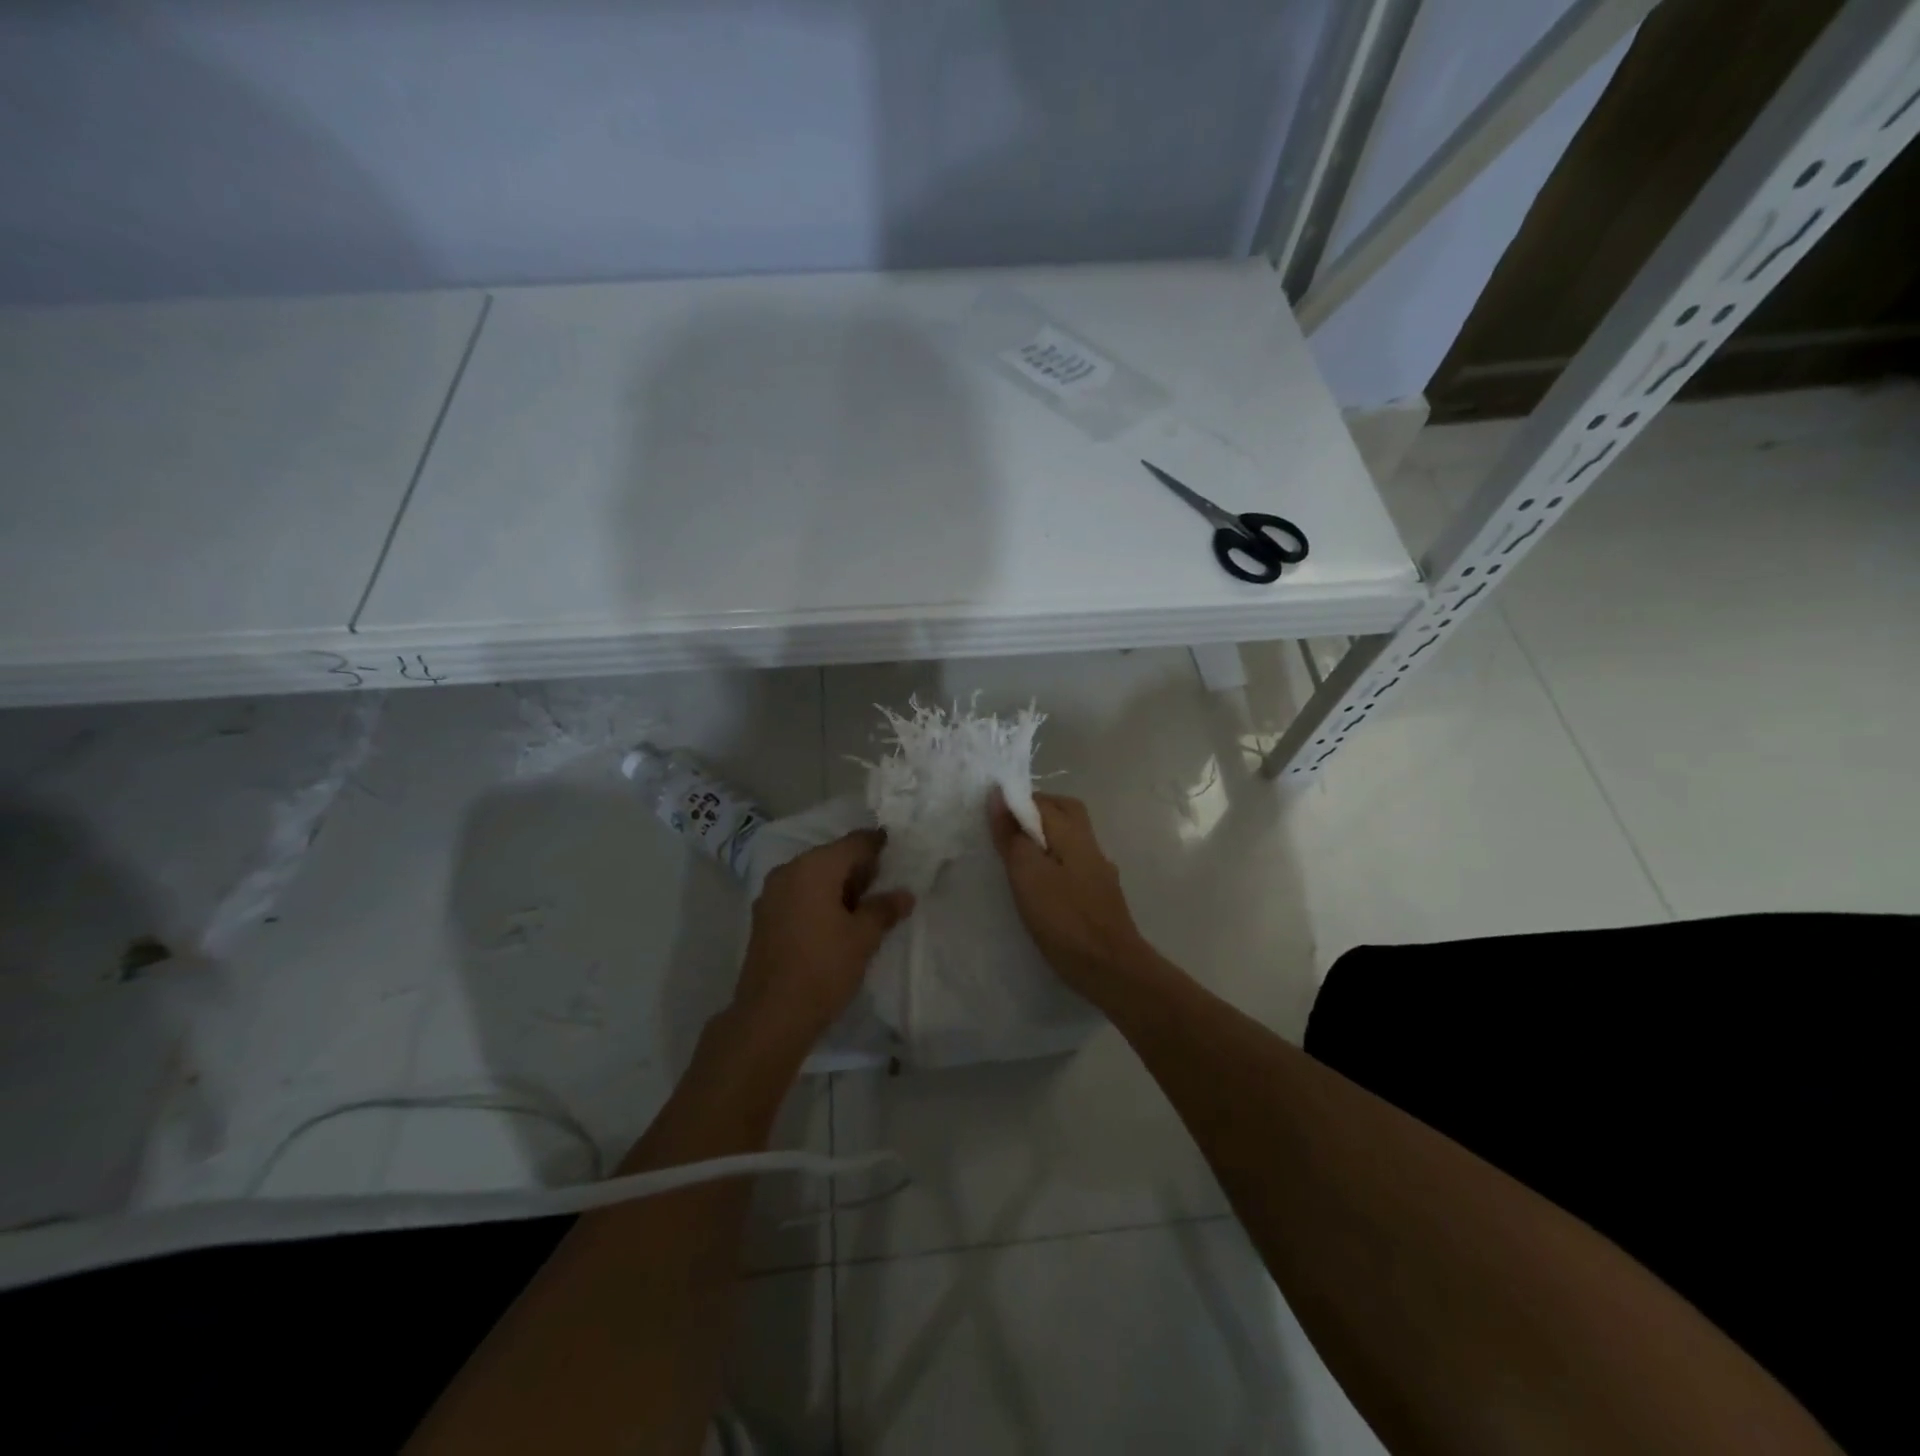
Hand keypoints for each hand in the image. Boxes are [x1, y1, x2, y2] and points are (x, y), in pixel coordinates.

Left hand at [733, 830, 913, 1049]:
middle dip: (859, 867)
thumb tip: (904, 894)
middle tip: (886, 884)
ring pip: (814, 877)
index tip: (897, 849)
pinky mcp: (764, 918)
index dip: (877, 844)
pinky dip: (820, 899)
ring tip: (865, 907)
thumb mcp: (863, 938)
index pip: (854, 843)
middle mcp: (788, 871)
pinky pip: (799, 895)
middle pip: (831, 857)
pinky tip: (837, 922)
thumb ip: (884, 909)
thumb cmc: (823, 969)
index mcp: (813, 867)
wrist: (770, 1017)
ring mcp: (771, 895)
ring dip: (839, 885)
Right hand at [988, 789, 1150, 993]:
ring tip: (1018, 856)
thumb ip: (1013, 836)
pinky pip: (1074, 861)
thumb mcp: (1028, 876)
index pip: (1043, 802)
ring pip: (1071, 838)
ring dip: (1046, 837)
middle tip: (1007, 830)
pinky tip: (1042, 883)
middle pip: (1065, 812)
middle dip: (1036, 812)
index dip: (1016, 802)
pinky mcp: (1100, 894)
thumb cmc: (1064, 920)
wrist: (1111, 969)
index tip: (991, 816)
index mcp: (1073, 835)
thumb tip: (999, 796)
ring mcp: (1099, 870)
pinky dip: (1055, 860)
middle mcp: (1091, 845)